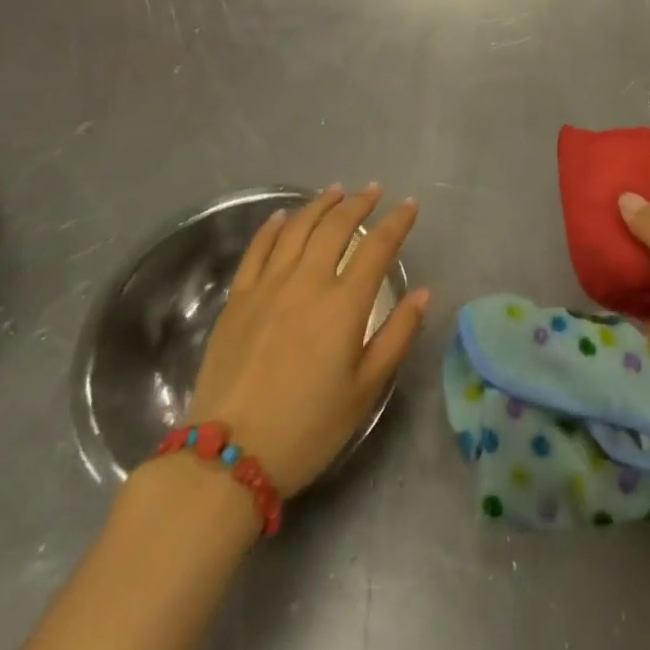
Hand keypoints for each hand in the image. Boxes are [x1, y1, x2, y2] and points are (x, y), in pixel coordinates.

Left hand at [185, 184, 429, 495]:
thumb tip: (422, 293)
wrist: (227, 458)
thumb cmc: (307, 428)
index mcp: (344, 305)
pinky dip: (273, 227)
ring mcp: (268, 287)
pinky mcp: (238, 299)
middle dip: (359, 203)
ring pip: (297, 228)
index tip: (410, 205)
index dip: (397, 222)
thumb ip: (397, 336)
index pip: (378, 247)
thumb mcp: (365, 391)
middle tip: (374, 191)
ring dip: (320, 205)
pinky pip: (257, 249)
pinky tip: (282, 217)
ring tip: (336, 192)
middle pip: (336, 227)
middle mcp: (307, 283)